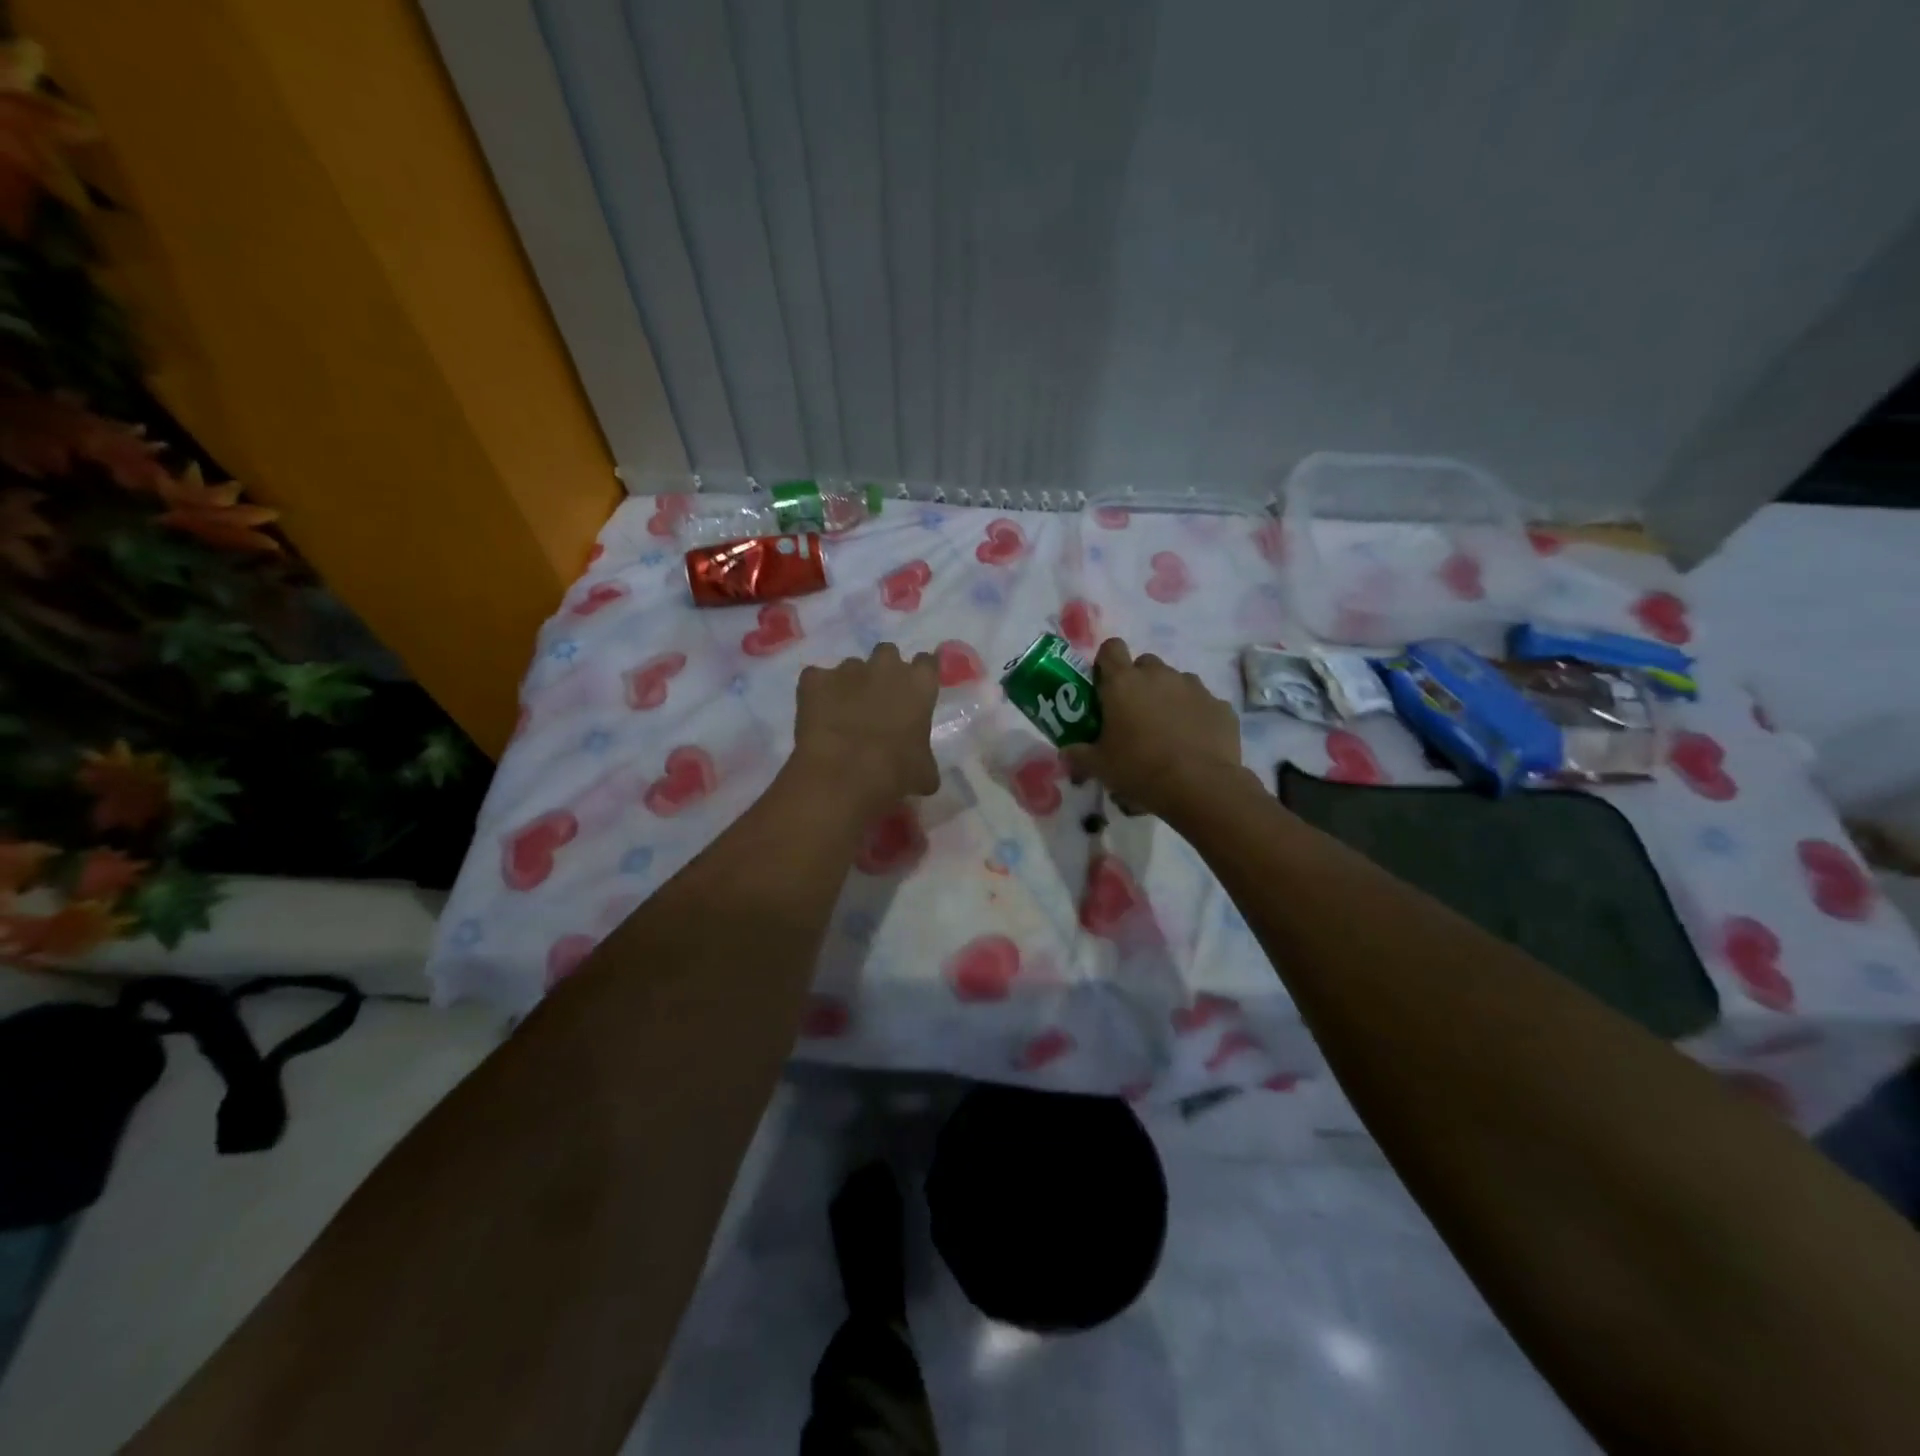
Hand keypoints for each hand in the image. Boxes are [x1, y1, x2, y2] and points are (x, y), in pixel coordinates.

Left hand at [792, 643, 940, 816]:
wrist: (844, 775)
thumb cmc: (896, 773)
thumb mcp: (924, 772)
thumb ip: (924, 756)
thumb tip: (921, 767)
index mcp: (919, 684)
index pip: (926, 663)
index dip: (920, 675)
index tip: (915, 690)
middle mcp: (885, 666)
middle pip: (887, 654)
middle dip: (884, 671)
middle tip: (880, 699)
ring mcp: (846, 669)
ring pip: (850, 667)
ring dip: (850, 684)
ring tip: (844, 713)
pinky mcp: (814, 680)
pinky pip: (816, 679)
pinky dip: (817, 692)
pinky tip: (817, 714)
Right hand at [1063, 638, 1245, 819]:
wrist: (1200, 786)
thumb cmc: (1140, 769)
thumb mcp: (1099, 766)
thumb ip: (1079, 754)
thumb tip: (1066, 752)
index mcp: (1123, 682)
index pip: (1111, 648)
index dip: (1106, 663)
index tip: (1104, 686)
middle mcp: (1159, 675)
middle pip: (1144, 664)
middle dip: (1138, 682)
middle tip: (1133, 715)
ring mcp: (1194, 687)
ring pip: (1175, 681)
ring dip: (1167, 698)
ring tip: (1166, 731)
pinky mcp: (1220, 705)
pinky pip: (1202, 703)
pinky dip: (1195, 716)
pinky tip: (1193, 743)